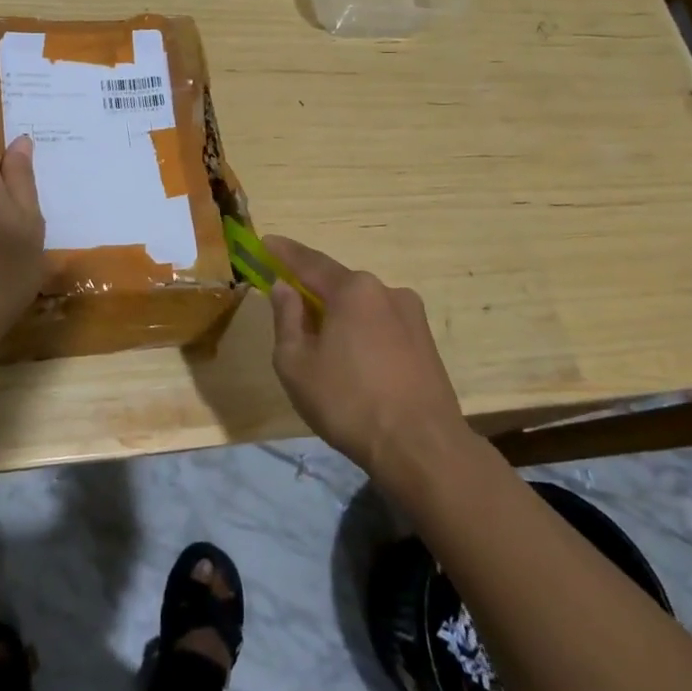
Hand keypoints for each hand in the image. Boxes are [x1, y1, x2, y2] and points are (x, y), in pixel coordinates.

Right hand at [262, 236, 465, 484]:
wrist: (422, 448)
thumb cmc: (348, 402)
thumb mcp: (296, 363)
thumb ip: (286, 318)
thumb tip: (284, 288)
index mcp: (353, 290)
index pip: (309, 262)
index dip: (284, 252)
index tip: (265, 242)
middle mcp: (386, 291)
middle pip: (339, 284)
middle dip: (313, 292)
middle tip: (289, 307)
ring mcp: (412, 316)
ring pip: (362, 307)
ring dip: (339, 316)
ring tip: (322, 346)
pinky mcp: (426, 342)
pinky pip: (382, 325)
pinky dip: (361, 333)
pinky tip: (353, 363)